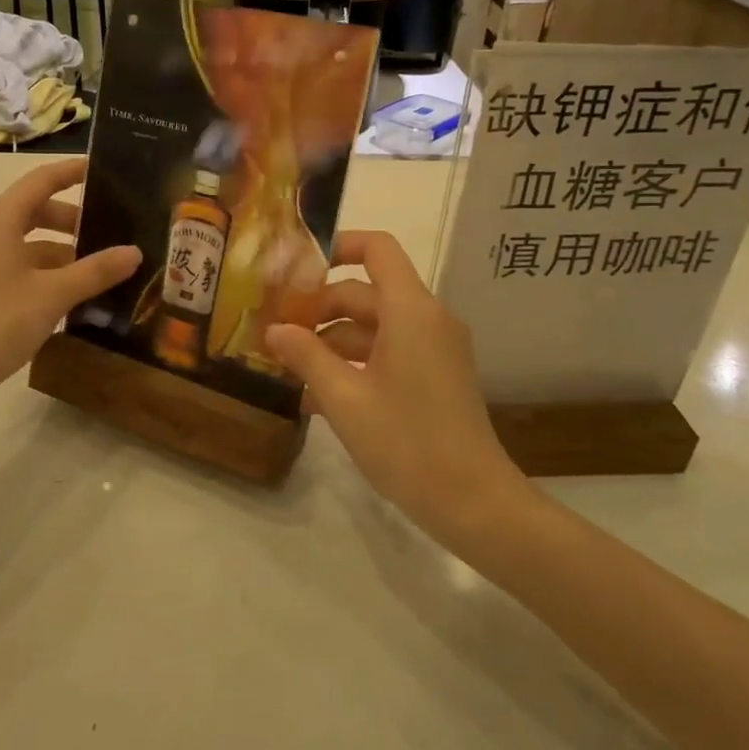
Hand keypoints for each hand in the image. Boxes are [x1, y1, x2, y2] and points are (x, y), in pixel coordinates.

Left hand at [0, 158, 138, 405]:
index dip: (71, 172)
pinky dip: (40, 268)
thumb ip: (96, 270)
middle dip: (71, 219)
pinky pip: (12, 262)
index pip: (41, 180)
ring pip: (23, 240)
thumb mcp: (54, 295)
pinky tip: (65, 293)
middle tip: (108, 231)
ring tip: (93, 268)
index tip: (101, 169)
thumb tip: (134, 252)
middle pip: (33, 210)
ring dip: (58, 249)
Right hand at [266, 231, 523, 544]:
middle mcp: (427, 319)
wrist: (474, 503)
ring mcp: (434, 349)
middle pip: (366, 293)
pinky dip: (355, 363)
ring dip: (332, 342)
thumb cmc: (407, 442)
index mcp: (410, 311)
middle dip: (319, 308)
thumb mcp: (344, 399)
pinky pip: (389, 352)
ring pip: (374, 326)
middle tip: (276, 331)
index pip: (377, 249)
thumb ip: (306, 356)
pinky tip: (318, 397)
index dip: (337, 246)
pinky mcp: (436, 376)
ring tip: (289, 370)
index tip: (295, 269)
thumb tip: (274, 329)